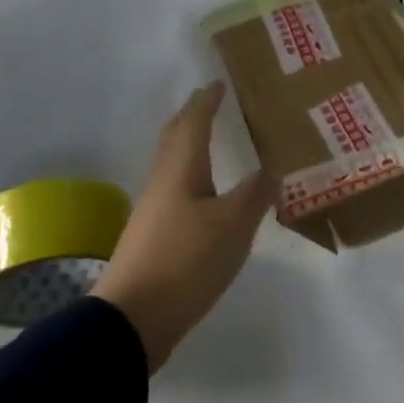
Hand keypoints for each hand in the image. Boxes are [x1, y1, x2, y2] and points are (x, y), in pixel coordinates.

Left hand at [90, 83, 277, 371]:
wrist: (132, 318)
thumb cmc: (185, 261)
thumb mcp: (233, 226)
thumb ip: (255, 195)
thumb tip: (271, 170)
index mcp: (181, 170)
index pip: (194, 123)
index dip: (207, 101)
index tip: (218, 83)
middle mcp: (162, 183)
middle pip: (174, 139)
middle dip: (191, 117)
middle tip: (209, 103)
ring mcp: (153, 212)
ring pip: (172, 166)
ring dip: (189, 147)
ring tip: (209, 144)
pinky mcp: (152, 238)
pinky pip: (174, 191)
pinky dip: (190, 178)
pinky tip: (203, 197)